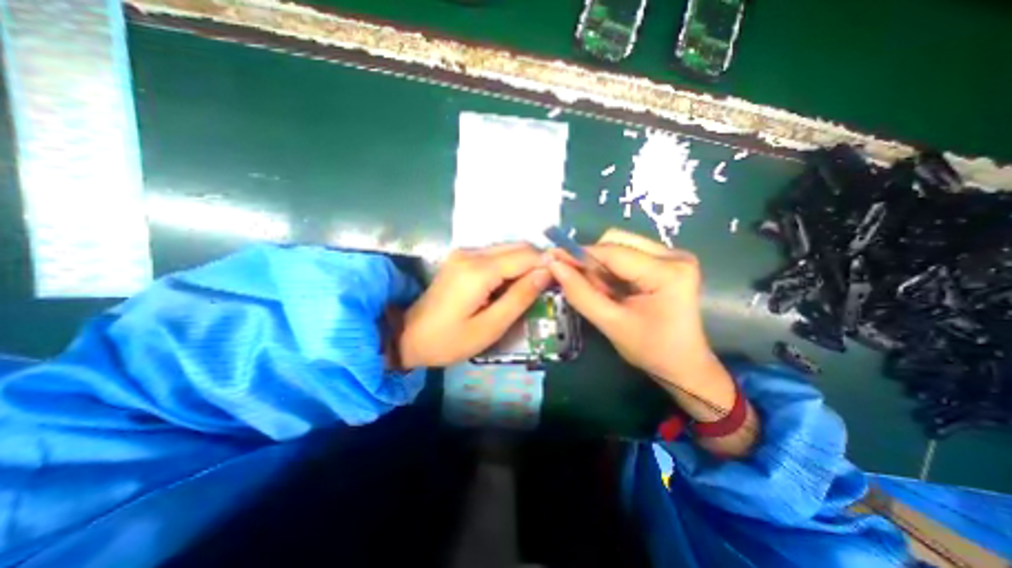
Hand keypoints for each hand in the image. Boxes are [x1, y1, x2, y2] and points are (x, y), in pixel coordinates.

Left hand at [398, 241, 553, 366]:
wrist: (408, 336)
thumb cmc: (449, 340)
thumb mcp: (490, 326)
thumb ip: (519, 297)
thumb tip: (546, 273)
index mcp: (478, 270)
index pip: (525, 256)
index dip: (548, 263)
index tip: (565, 275)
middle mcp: (471, 253)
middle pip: (517, 247)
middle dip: (538, 261)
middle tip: (552, 282)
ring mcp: (464, 253)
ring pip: (507, 249)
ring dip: (525, 263)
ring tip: (536, 285)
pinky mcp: (461, 258)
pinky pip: (495, 255)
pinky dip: (510, 265)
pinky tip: (514, 283)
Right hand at [546, 229, 708, 387]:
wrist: (683, 365)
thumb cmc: (650, 349)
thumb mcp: (610, 323)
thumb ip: (580, 293)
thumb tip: (555, 265)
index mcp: (667, 272)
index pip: (612, 252)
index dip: (579, 254)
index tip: (553, 260)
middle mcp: (674, 255)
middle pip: (617, 241)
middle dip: (592, 260)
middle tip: (582, 284)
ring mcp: (673, 256)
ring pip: (621, 245)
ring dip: (601, 265)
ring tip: (600, 291)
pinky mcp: (668, 261)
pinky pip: (628, 254)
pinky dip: (612, 269)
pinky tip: (611, 288)